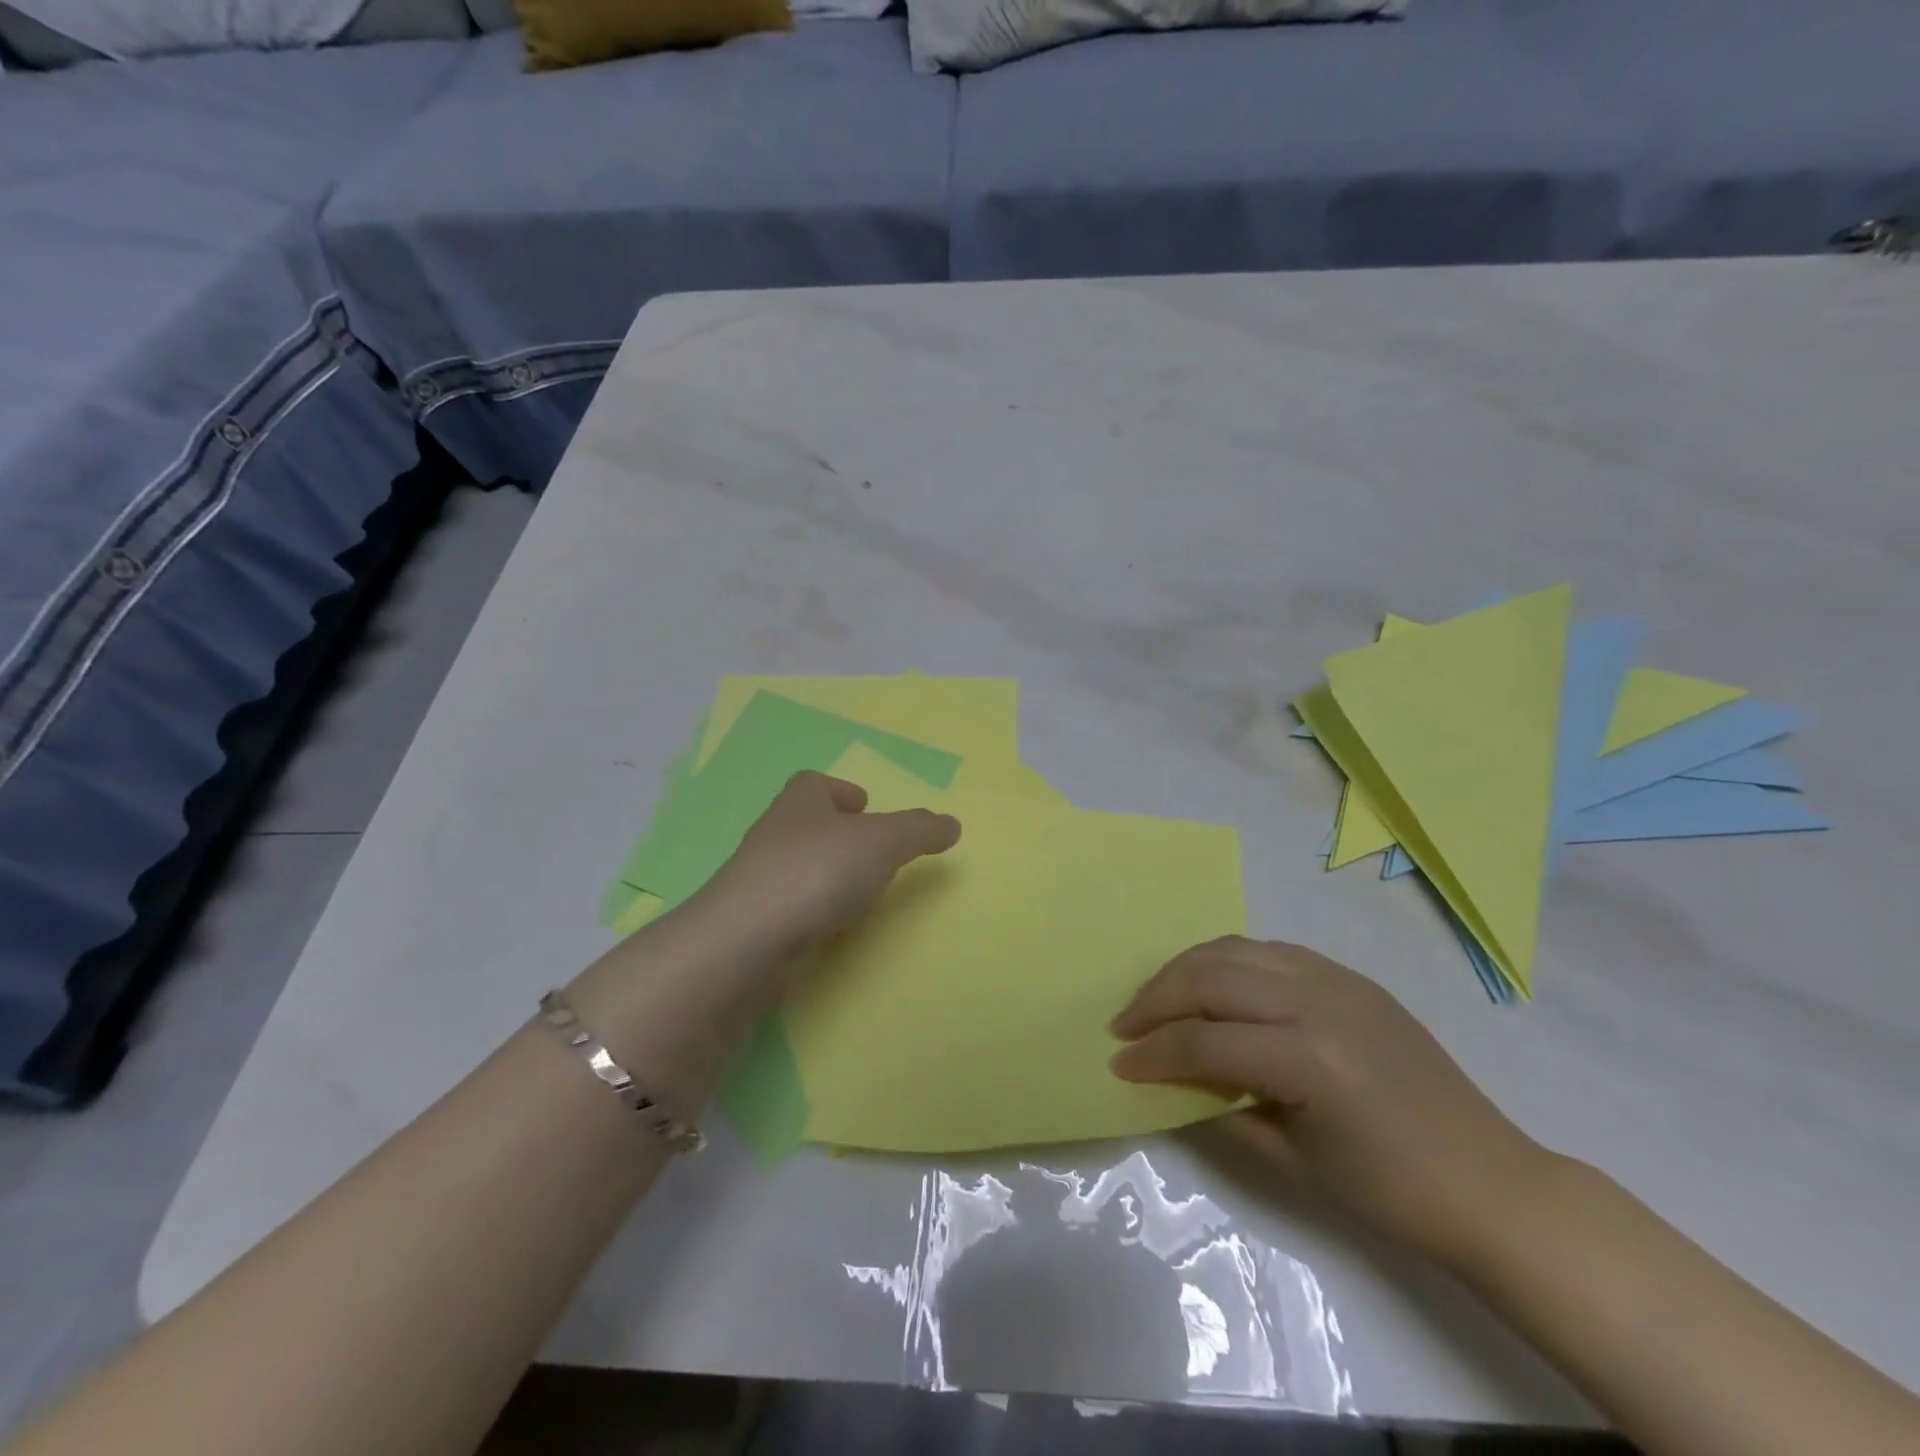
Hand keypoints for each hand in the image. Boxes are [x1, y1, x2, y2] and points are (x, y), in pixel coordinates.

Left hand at [694, 770, 961, 963]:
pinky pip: (789, 905)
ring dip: (824, 872)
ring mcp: (758, 879)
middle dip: (836, 833)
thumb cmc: (817, 871)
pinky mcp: (753, 922)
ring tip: (858, 891)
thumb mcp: (882, 842)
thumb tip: (952, 824)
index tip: (865, 806)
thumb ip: (919, 830)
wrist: (747, 940)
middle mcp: (774, 834)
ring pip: (797, 865)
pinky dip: (811, 909)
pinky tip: (831, 927)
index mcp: (800, 802)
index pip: (814, 783)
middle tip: (871, 851)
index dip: (840, 790)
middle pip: (805, 823)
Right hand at [1110, 937, 1549, 1270]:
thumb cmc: (1392, 1192)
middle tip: (1126, 1024)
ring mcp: (1337, 980)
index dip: (1153, 1053)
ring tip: (1159, 998)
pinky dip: (1229, 961)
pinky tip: (1215, 986)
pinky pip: (1270, 951)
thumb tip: (1172, 1082)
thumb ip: (1222, 1111)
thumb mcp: (1293, 1162)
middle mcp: (1318, 1001)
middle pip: (1210, 977)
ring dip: (1186, 969)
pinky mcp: (1350, 977)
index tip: (1119, 1064)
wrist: (1490, 1183)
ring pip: (1235, 950)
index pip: (1204, 1042)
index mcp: (1307, 1058)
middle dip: (1156, 998)